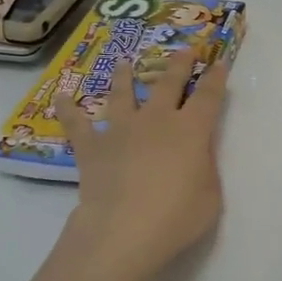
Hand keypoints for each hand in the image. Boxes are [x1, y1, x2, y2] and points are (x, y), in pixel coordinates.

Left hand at [54, 49, 229, 280]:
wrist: (122, 231)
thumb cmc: (176, 217)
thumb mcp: (210, 196)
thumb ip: (206, 168)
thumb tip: (198, 153)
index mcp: (191, 130)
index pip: (209, 95)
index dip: (216, 77)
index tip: (219, 61)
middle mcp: (156, 120)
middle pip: (168, 83)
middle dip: (179, 64)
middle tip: (184, 49)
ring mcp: (121, 130)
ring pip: (122, 93)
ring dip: (124, 77)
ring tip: (123, 62)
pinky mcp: (91, 147)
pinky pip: (77, 124)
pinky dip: (69, 109)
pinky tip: (62, 97)